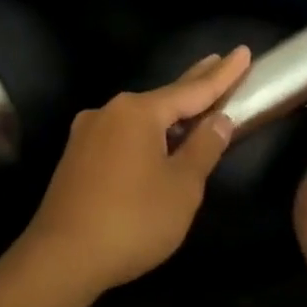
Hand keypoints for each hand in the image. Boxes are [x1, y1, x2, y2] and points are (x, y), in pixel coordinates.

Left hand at [17, 50, 251, 296]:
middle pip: (162, 97)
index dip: (222, 75)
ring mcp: (87, 133)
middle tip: (218, 62)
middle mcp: (109, 112)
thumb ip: (203, 148)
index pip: (192, 89)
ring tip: (192, 105)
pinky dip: (144, 133)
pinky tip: (155, 140)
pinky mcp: (76, 156)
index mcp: (137, 112)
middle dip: (193, 83)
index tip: (243, 52)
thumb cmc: (133, 219)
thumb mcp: (182, 186)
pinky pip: (120, 135)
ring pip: (138, 117)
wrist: (63, 255)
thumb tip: (219, 119)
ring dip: (166, 113)